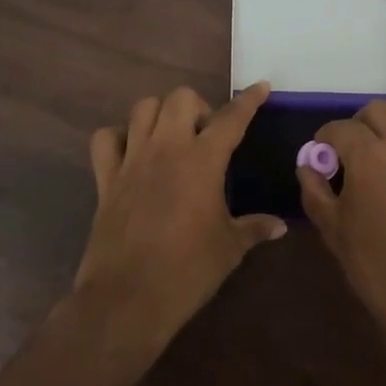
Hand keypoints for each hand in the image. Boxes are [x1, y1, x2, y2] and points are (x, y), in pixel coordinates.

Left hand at [73, 83, 286, 354]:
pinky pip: (106, 139)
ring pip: (143, 108)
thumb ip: (254, 228)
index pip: (231, 118)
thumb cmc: (188, 271)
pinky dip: (119, 137)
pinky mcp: (106, 179)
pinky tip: (132, 153)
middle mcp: (166, 149)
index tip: (260, 87)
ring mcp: (132, 160)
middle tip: (207, 136)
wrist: (128, 298)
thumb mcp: (230, 249)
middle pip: (180, 98)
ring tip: (172, 137)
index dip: (249, 100)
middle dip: (199, 107)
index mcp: (202, 161)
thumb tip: (280, 225)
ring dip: (161, 114)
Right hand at [296, 101, 385, 374]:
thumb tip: (308, 166)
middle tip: (343, 153)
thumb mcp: (334, 230)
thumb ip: (315, 191)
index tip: (316, 157)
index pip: (340, 128)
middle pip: (378, 111)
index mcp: (370, 155)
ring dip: (383, 126)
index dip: (323, 139)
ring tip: (368, 157)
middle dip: (356, 124)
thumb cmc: (376, 266)